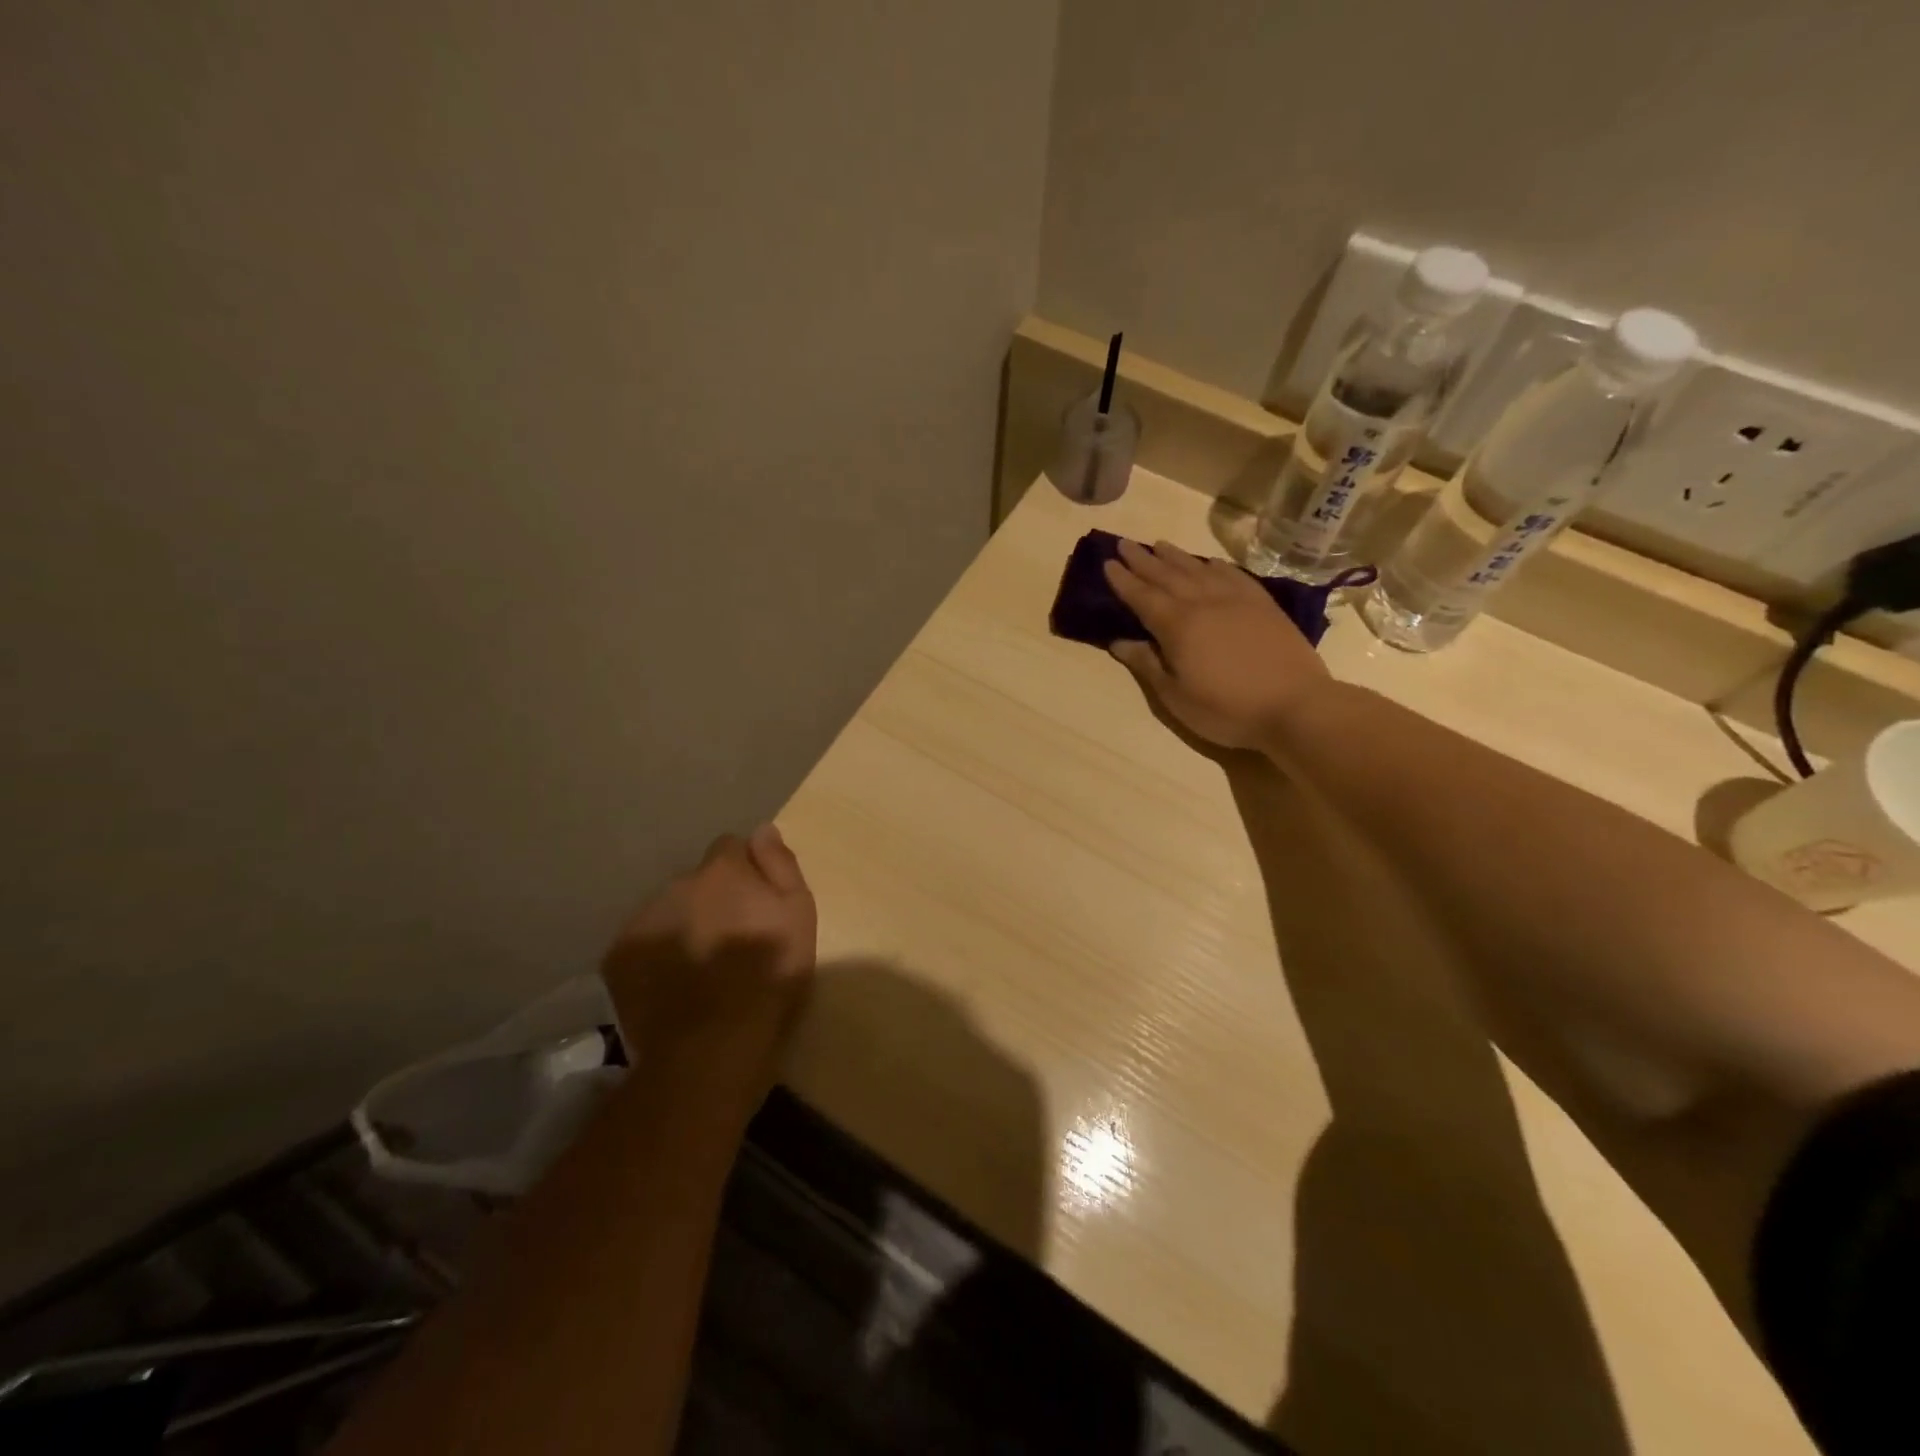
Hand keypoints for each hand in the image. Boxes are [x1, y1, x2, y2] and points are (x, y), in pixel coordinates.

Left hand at [602, 825, 817, 1097]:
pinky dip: (656, 957)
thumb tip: (763, 829)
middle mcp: (678, 884)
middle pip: (697, 882)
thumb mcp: (799, 914)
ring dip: (683, 925)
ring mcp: (643, 920)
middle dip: (711, 900)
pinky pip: (642, 945)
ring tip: (701, 968)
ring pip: (668, 911)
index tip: (755, 901)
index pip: (730, 847)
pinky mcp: (617, 958)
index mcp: (722, 871)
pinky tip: (673, 985)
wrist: (713, 1044)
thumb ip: (780, 865)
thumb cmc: (769, 976)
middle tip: (730, 940)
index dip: (744, 871)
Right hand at [1103, 538, 1329, 750]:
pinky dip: (1215, 565)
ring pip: (1198, 570)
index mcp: (1177, 625)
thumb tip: (1119, 641)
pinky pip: (1233, 575)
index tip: (1107, 563)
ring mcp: (1236, 600)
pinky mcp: (1263, 605)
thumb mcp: (1175, 697)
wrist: (1295, 705)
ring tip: (1159, 545)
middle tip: (1124, 544)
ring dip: (1175, 557)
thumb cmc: (1226, 709)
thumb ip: (1146, 664)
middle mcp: (1203, 602)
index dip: (1123, 580)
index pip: (1142, 596)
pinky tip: (1208, 562)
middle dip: (1143, 560)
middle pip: (1167, 575)